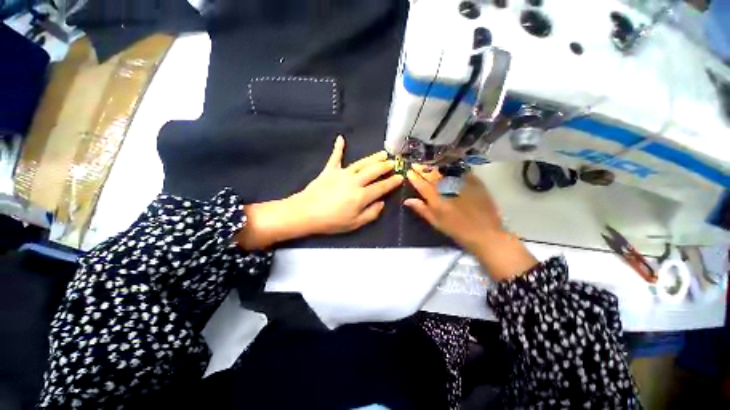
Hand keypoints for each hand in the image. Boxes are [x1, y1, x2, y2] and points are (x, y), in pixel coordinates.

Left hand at [291, 135, 403, 234]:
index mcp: (362, 195)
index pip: (382, 187)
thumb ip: (371, 213)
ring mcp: (342, 173)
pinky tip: (341, 138)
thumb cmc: (331, 221)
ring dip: (373, 158)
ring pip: (361, 163)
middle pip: (373, 171)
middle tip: (393, 163)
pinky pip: (335, 157)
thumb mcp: (355, 224)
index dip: (392, 182)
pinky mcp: (329, 170)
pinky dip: (338, 148)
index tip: (400, 177)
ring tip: (383, 153)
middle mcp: (355, 181)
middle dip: (385, 166)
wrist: (305, 213)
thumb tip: (382, 203)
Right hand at [404, 167, 536, 280]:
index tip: (409, 171)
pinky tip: (447, 165)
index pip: (422, 185)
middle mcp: (447, 189)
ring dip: (434, 167)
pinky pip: (460, 171)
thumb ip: (422, 210)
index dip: (414, 178)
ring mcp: (461, 184)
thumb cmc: (457, 231)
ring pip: (444, 171)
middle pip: (432, 176)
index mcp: (436, 200)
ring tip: (428, 163)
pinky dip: (452, 168)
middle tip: (416, 164)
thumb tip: (407, 200)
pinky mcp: (474, 182)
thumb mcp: (436, 223)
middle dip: (422, 169)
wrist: (485, 233)